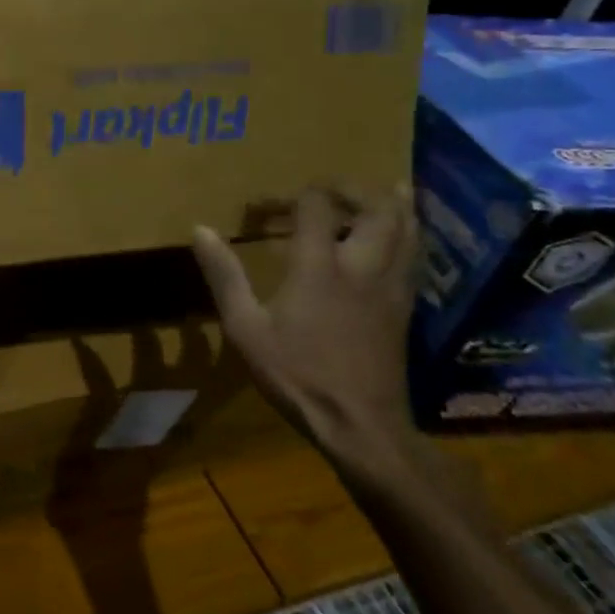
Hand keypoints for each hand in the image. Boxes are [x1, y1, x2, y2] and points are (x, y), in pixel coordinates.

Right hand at [192, 184, 418, 461]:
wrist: (361, 426)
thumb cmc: (297, 373)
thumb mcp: (245, 327)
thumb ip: (224, 275)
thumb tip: (200, 229)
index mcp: (320, 267)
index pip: (317, 207)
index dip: (293, 195)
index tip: (266, 207)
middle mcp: (362, 267)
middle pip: (378, 210)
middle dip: (356, 189)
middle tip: (332, 187)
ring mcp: (391, 288)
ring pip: (409, 231)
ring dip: (395, 205)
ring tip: (383, 190)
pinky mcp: (405, 308)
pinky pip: (414, 257)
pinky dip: (408, 235)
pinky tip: (397, 239)